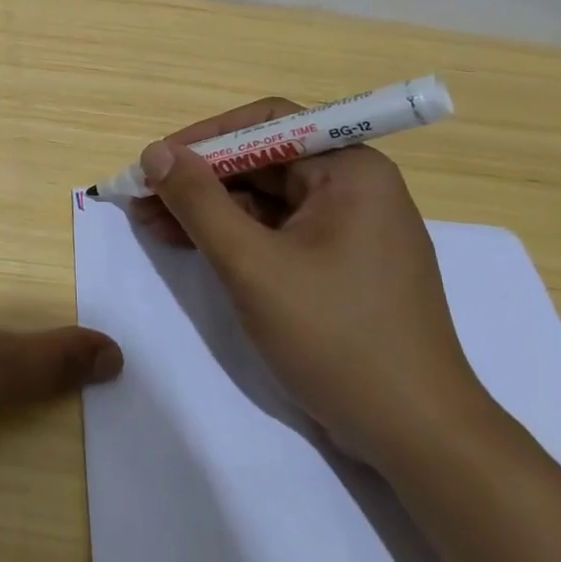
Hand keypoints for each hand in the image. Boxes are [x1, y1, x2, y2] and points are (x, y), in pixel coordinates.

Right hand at [129, 97, 485, 467]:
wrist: (417, 436)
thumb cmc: (336, 337)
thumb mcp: (252, 264)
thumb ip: (199, 202)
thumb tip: (155, 152)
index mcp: (350, 170)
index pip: (266, 124)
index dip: (204, 138)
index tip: (155, 162)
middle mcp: (355, 187)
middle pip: (262, 161)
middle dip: (199, 178)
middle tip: (143, 198)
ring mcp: (350, 228)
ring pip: (265, 199)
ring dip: (208, 208)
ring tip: (151, 223)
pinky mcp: (341, 264)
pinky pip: (278, 231)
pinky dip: (233, 235)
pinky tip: (189, 245)